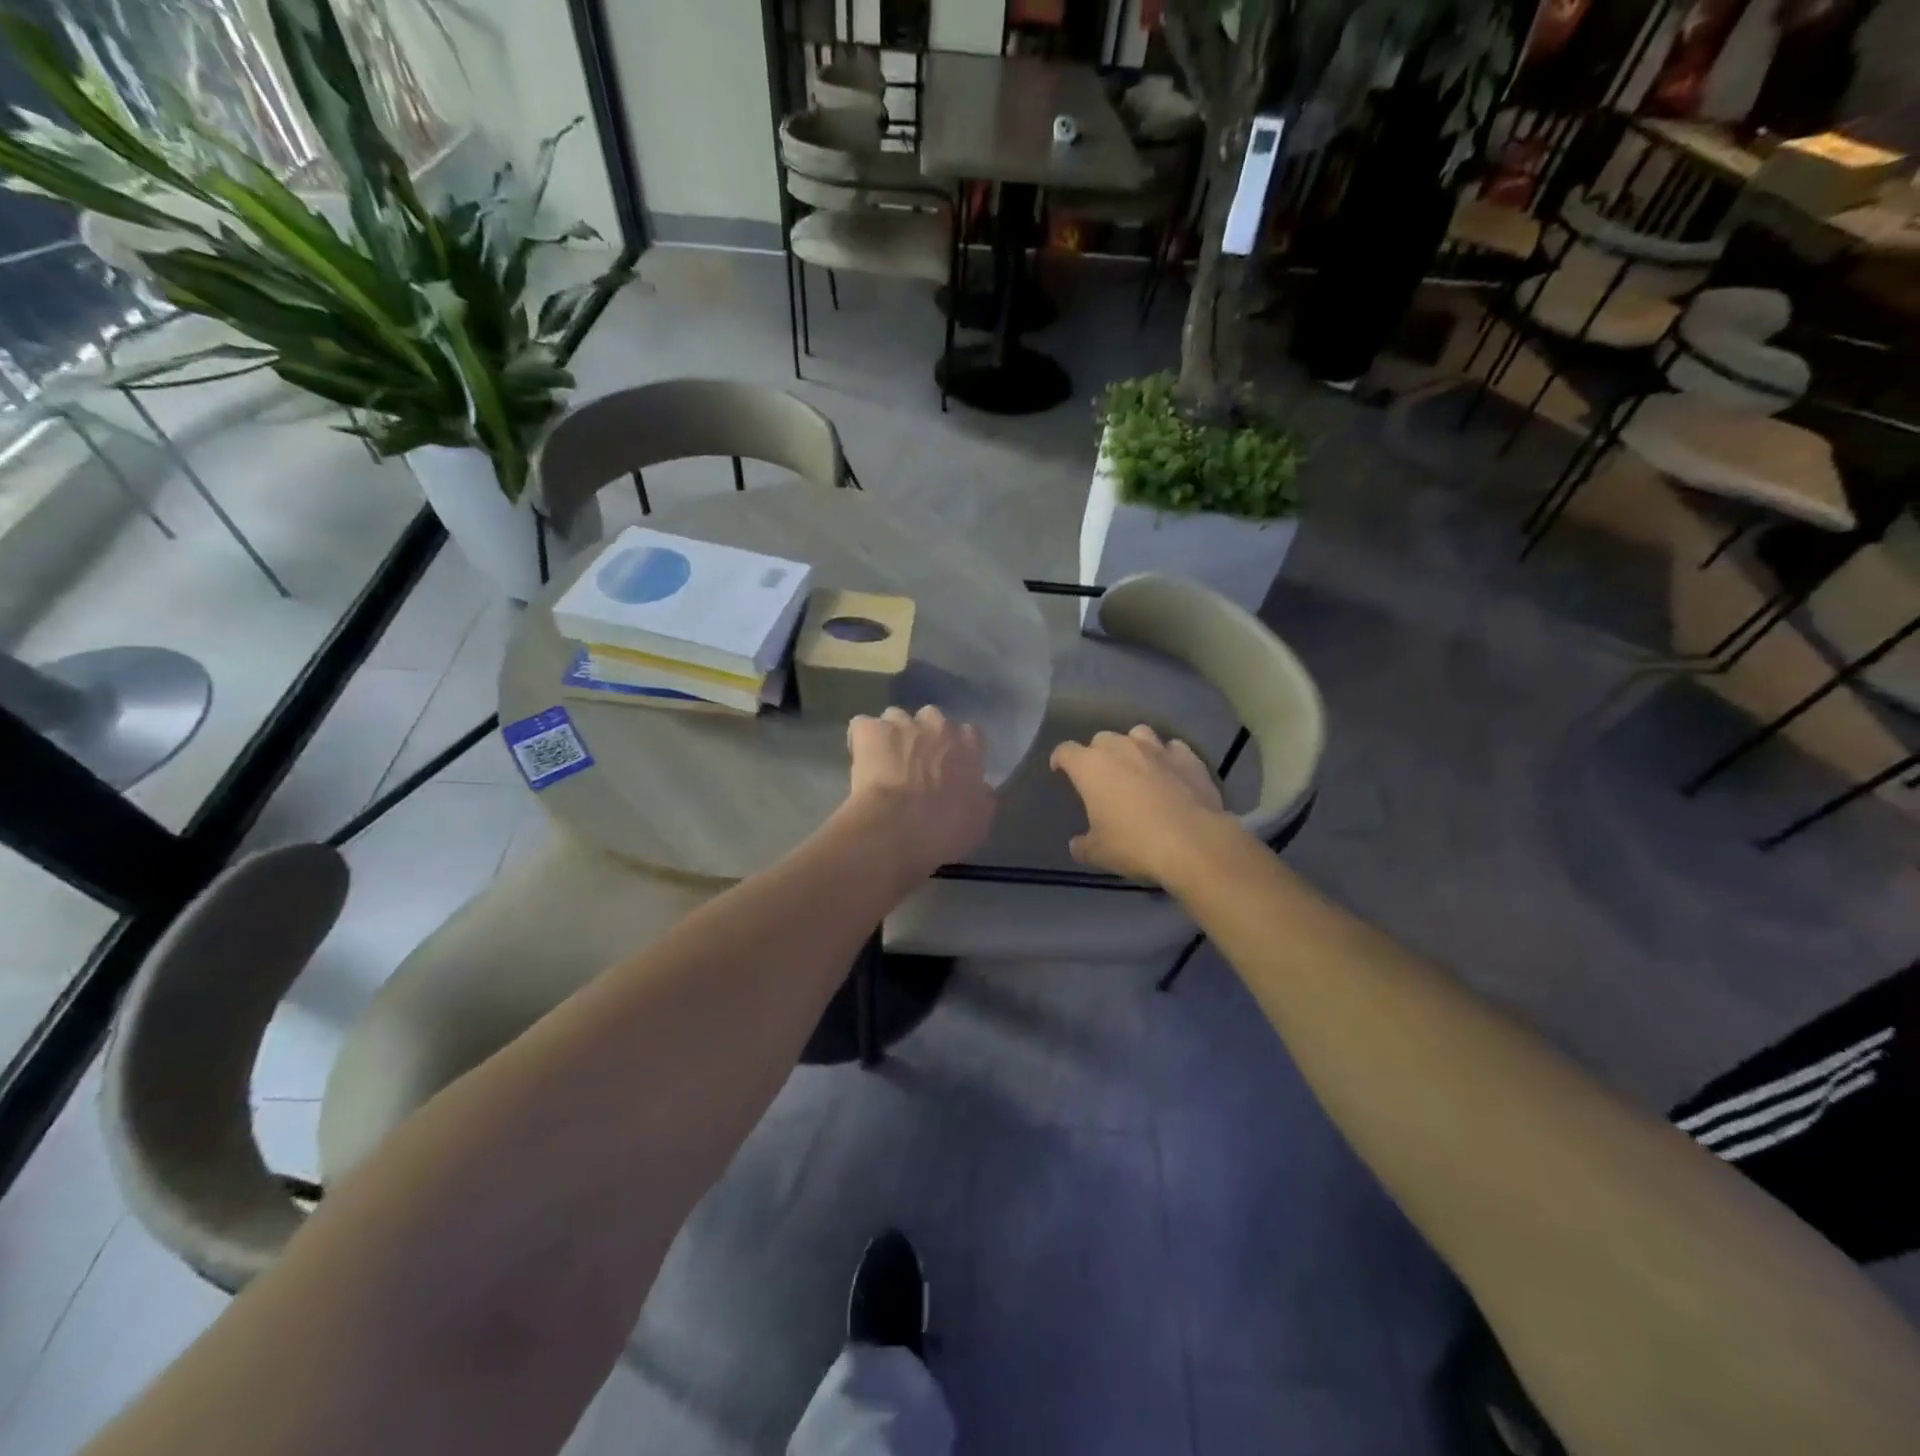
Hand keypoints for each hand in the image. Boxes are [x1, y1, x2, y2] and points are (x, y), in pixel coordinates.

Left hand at [840, 706, 994, 880]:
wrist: (898, 828)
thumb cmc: (944, 829)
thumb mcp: (978, 820)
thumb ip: (980, 796)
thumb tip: (979, 789)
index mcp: (969, 744)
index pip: (967, 735)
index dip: (954, 751)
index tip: (946, 769)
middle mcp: (938, 724)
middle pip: (930, 720)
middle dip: (922, 737)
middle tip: (913, 766)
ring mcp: (901, 723)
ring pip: (895, 719)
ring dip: (891, 736)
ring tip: (882, 763)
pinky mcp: (869, 729)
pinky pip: (862, 727)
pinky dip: (860, 740)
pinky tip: (859, 760)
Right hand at [1050, 726, 1232, 884]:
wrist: (1193, 843)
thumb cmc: (1135, 844)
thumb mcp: (1098, 853)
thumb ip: (1083, 845)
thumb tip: (1077, 845)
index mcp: (1091, 767)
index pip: (1065, 751)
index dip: (1060, 759)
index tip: (1060, 770)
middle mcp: (1121, 748)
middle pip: (1101, 739)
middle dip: (1098, 754)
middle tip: (1102, 777)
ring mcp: (1157, 749)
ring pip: (1138, 734)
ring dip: (1133, 747)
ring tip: (1137, 766)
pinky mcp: (1188, 757)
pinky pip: (1172, 748)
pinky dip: (1168, 758)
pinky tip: (1171, 773)